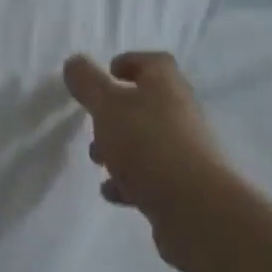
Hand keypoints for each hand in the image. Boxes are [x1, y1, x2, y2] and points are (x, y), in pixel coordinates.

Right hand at [63, 51, 236, 266]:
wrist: (197, 210)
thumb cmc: (148, 144)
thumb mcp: (107, 106)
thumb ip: (88, 83)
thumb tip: (74, 62)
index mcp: (166, 83)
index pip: (152, 62)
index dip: (129, 63)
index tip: (107, 75)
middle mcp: (181, 111)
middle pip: (147, 102)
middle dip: (116, 112)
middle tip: (94, 124)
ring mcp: (187, 150)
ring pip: (148, 140)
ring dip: (121, 148)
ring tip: (98, 162)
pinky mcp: (186, 186)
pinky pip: (153, 175)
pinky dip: (130, 180)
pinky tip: (112, 192)